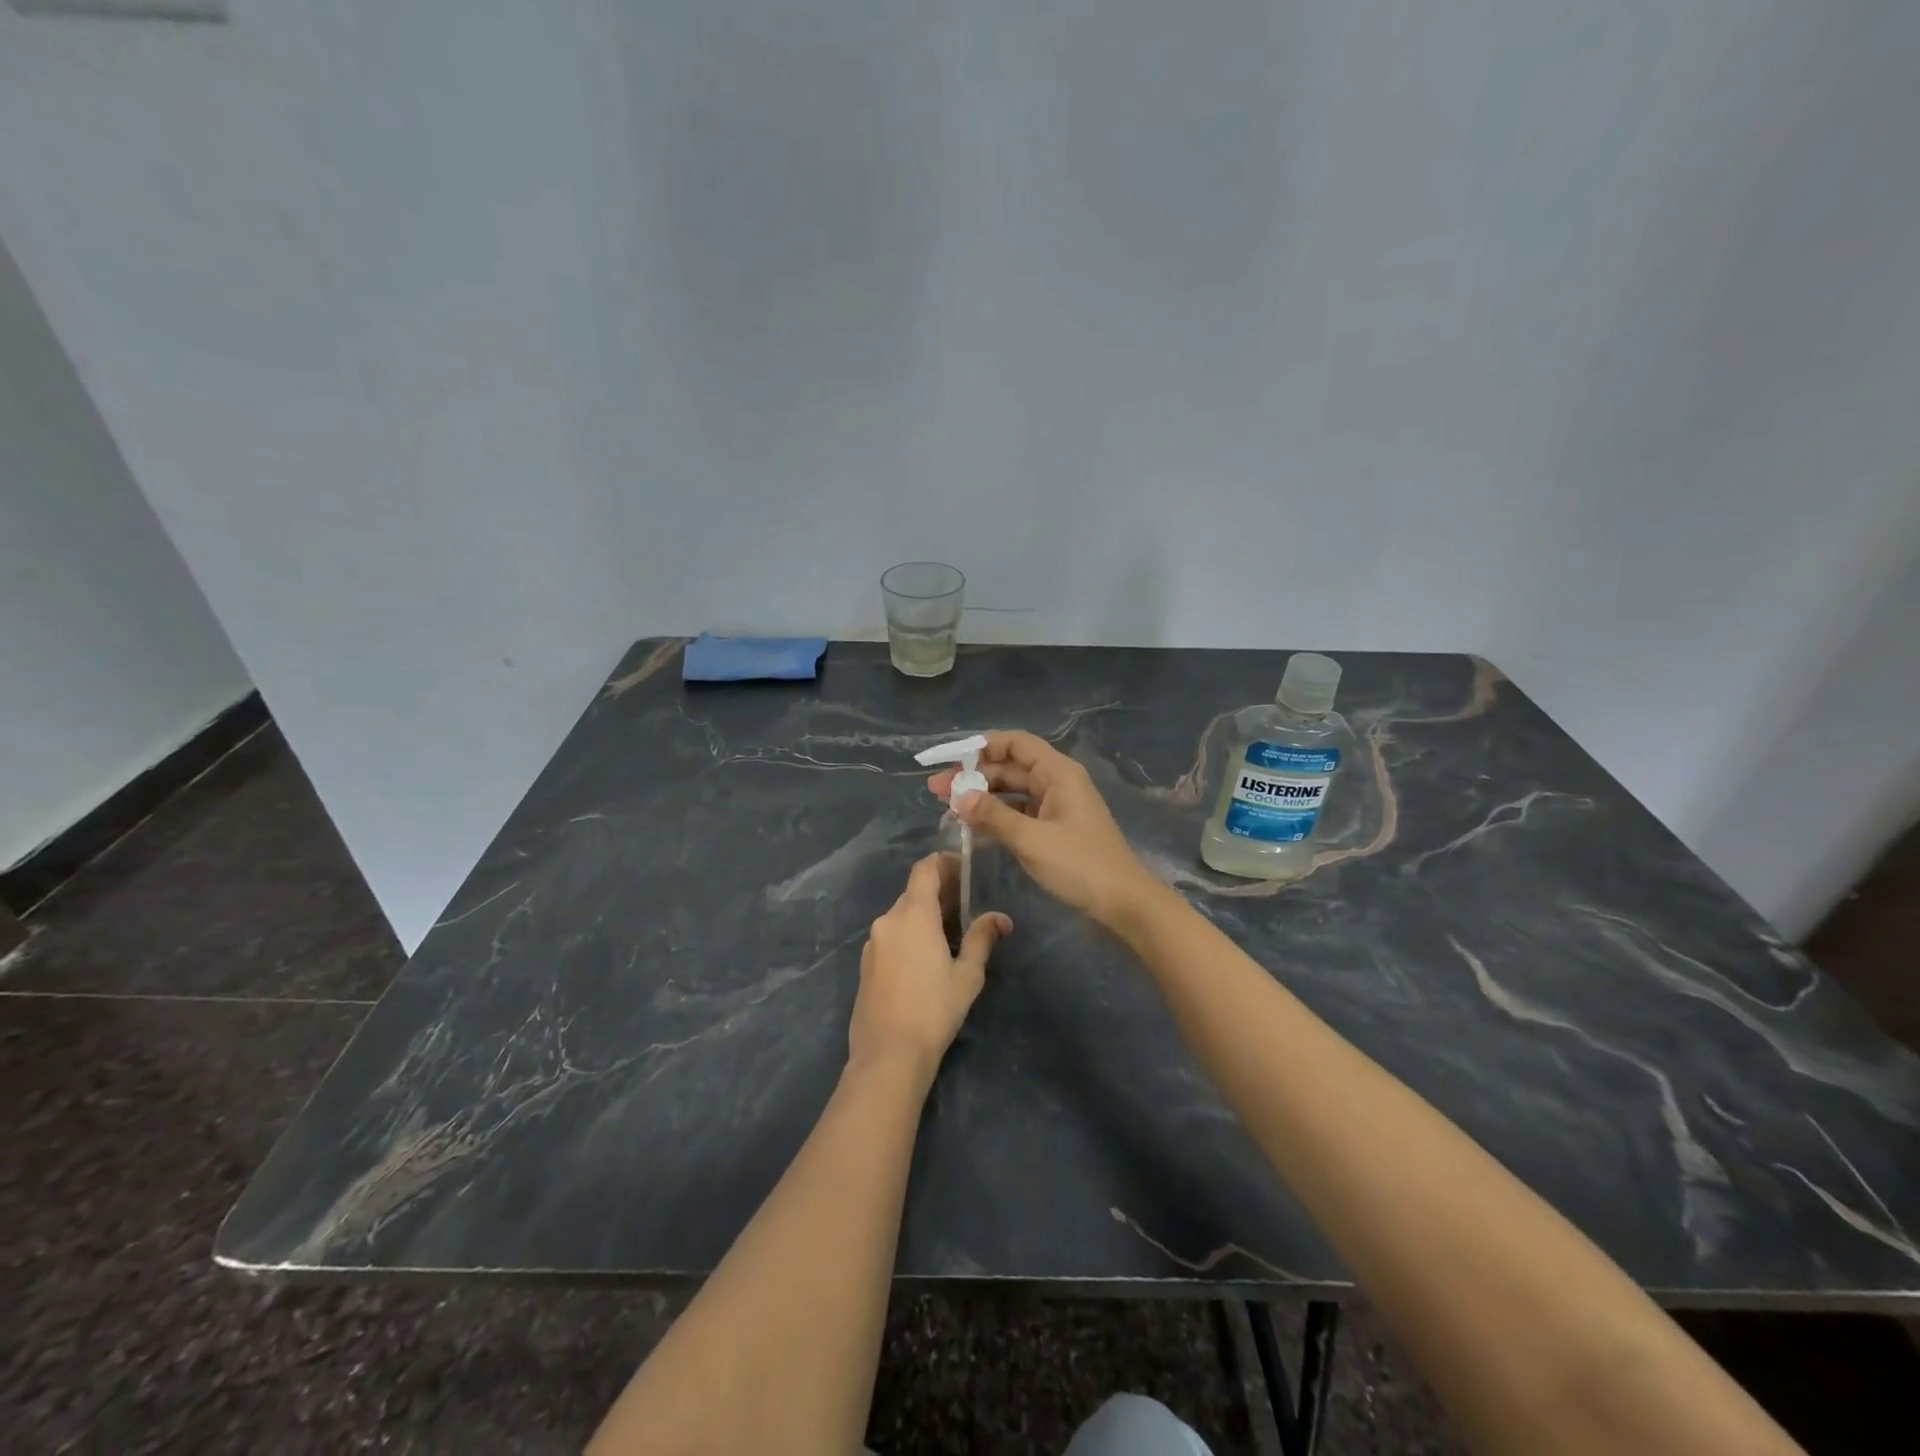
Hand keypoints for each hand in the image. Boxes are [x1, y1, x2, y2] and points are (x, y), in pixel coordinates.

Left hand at [850, 854, 1010, 1084]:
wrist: (888, 1054)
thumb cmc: (934, 1010)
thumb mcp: (967, 974)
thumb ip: (982, 939)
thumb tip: (1001, 918)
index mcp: (913, 914)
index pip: (925, 869)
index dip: (945, 862)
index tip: (965, 870)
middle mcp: (888, 920)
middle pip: (914, 892)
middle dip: (940, 893)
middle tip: (967, 906)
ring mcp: (873, 942)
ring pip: (902, 916)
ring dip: (924, 916)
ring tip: (951, 934)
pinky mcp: (866, 964)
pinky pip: (891, 936)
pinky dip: (909, 934)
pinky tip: (926, 958)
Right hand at [926, 731, 1160, 928]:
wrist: (1123, 903)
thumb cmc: (1080, 864)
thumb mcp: (1031, 839)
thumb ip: (993, 816)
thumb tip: (959, 797)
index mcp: (1057, 773)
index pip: (1016, 743)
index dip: (983, 746)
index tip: (952, 760)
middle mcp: (1057, 782)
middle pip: (1010, 768)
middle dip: (974, 777)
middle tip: (937, 791)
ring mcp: (1057, 807)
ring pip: (1013, 793)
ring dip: (983, 799)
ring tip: (948, 809)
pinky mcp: (1055, 830)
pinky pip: (1020, 814)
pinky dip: (997, 818)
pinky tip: (973, 829)